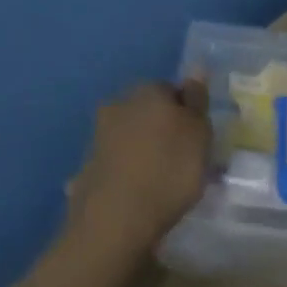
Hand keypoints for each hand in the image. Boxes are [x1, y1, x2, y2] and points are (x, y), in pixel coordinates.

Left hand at [68, 80, 211, 257]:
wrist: (116, 218)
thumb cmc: (169, 171)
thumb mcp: (199, 134)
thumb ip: (196, 101)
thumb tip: (196, 67)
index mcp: (147, 92)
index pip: (172, 90)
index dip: (188, 113)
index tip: (199, 139)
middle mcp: (118, 105)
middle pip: (149, 112)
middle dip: (163, 130)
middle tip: (183, 160)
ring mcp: (98, 136)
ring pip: (131, 136)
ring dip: (144, 151)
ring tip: (162, 180)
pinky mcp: (88, 166)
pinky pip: (118, 163)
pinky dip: (129, 171)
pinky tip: (139, 192)